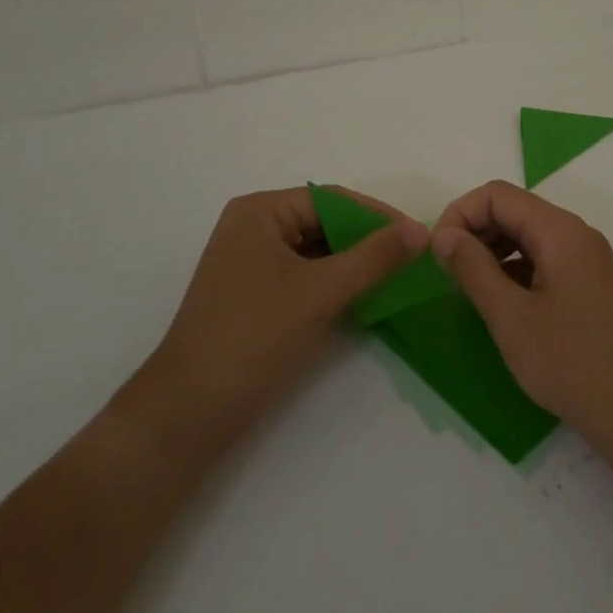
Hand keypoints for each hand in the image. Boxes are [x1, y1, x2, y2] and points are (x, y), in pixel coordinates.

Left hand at [150, 187, 426, 429]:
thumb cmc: (253, 337)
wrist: (190, 413)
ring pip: (319, 252)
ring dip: (356, 264)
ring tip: (400, 278)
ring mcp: (254, 265)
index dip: (377, 216)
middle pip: (325, 223)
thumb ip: (374, 258)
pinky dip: (337, 285)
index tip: (419, 236)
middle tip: (414, 259)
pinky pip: (308, 277)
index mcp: (260, 212)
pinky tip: (368, 298)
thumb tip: (422, 229)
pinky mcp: (258, 297)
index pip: (331, 199)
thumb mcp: (321, 292)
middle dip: (368, 241)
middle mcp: (254, 229)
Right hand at [430, 181, 612, 449]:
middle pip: (514, 209)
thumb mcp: (510, 317)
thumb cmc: (569, 362)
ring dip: (493, 249)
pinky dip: (515, 267)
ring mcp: (587, 258)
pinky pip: (544, 257)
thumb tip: (443, 235)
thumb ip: (473, 268)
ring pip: (528, 234)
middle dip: (475, 230)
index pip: (498, 194)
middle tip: (448, 271)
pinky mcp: (589, 282)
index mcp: (560, 231)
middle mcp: (576, 233)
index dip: (460, 214)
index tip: (438, 253)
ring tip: (470, 286)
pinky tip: (501, 300)